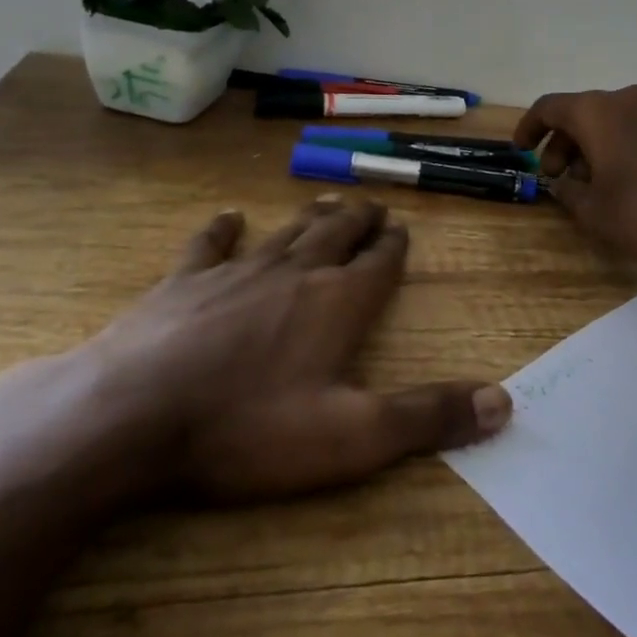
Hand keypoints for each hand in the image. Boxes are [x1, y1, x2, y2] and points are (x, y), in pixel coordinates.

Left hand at [84, 198, 510, 502]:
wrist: (132, 416)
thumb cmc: (249, 428)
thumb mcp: (352, 437)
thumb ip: (427, 416)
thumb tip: (504, 402)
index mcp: (338, 303)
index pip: (379, 263)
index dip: (393, 246)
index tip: (401, 230)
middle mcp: (296, 273)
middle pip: (337, 234)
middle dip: (359, 220)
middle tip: (373, 205)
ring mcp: (237, 271)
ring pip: (287, 232)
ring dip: (311, 216)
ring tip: (327, 200)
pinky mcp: (184, 281)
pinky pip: (211, 244)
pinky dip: (223, 228)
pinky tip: (230, 217)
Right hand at [514, 85, 636, 264]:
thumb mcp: (593, 212)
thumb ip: (568, 192)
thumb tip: (564, 183)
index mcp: (596, 112)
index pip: (549, 107)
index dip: (529, 128)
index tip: (522, 152)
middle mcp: (625, 99)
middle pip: (580, 113)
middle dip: (562, 144)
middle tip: (557, 178)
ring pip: (609, 120)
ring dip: (590, 146)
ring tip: (590, 184)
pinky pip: (635, 127)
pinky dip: (618, 145)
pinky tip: (623, 180)